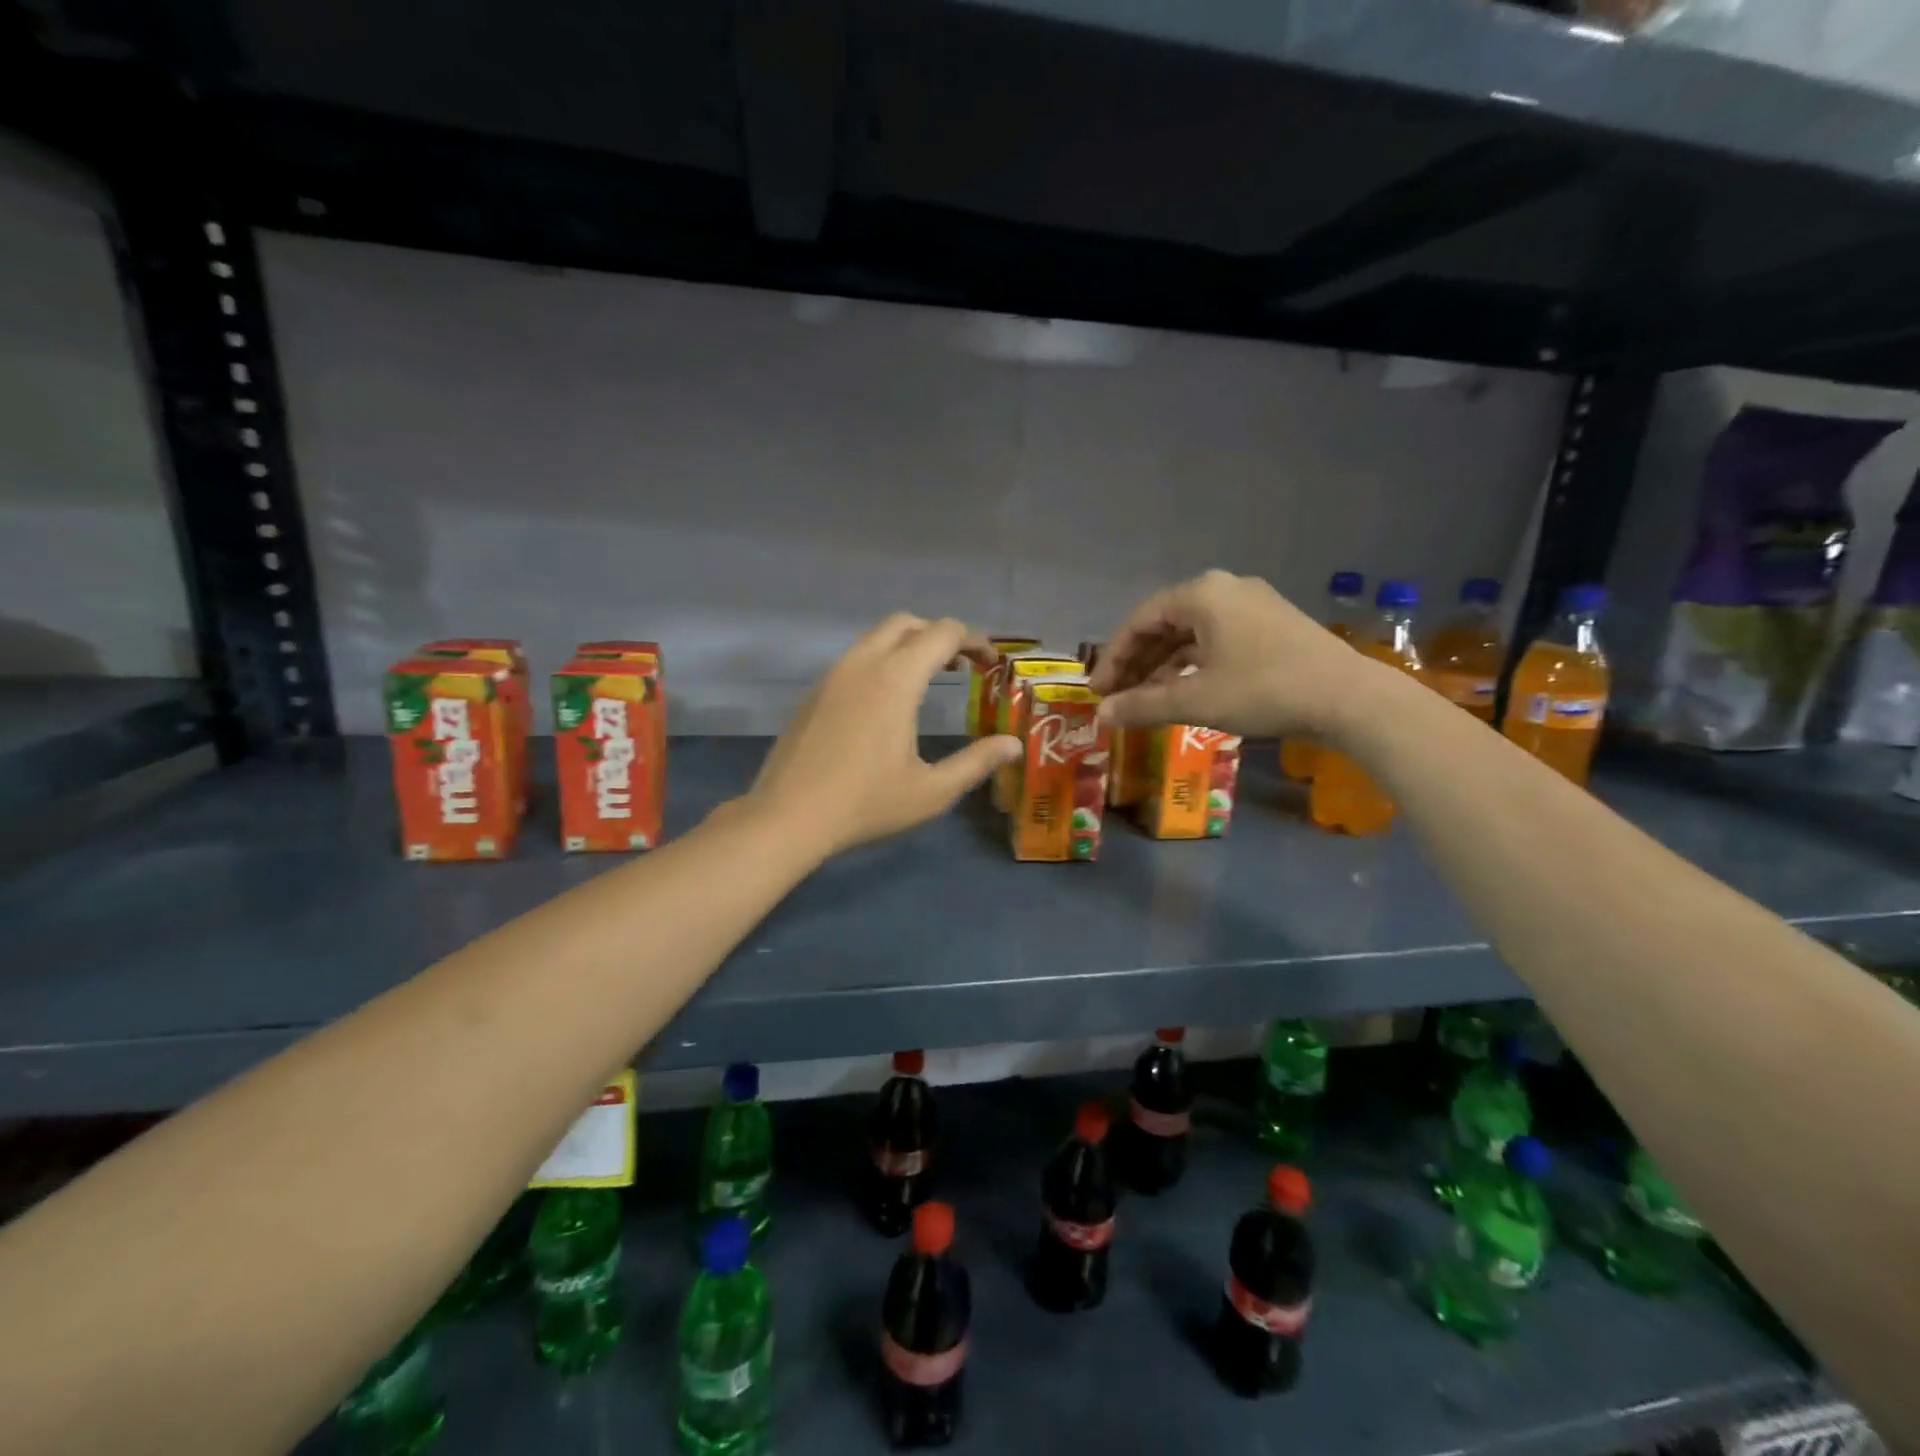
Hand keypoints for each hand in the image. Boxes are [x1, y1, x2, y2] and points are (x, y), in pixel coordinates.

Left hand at [748, 614, 1022, 857]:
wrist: (787, 817)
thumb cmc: (866, 804)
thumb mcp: (932, 791)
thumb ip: (976, 763)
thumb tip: (1013, 745)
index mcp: (895, 679)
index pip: (943, 633)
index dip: (974, 640)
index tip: (991, 664)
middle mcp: (862, 664)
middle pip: (906, 623)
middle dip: (939, 635)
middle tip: (961, 667)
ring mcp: (832, 675)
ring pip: (875, 637)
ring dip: (907, 646)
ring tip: (928, 682)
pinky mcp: (813, 693)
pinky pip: (854, 659)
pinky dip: (880, 662)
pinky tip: (885, 704)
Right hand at [1087, 570, 1374, 737]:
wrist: (1349, 698)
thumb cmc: (1264, 690)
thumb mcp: (1196, 701)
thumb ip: (1142, 706)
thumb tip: (1100, 716)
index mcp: (1202, 595)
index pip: (1139, 621)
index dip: (1113, 657)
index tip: (1098, 690)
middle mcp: (1225, 590)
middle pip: (1165, 625)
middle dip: (1137, 663)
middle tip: (1117, 697)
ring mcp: (1252, 605)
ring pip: (1191, 635)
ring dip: (1164, 667)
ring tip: (1146, 700)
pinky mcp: (1272, 626)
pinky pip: (1216, 640)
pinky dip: (1193, 665)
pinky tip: (1184, 691)